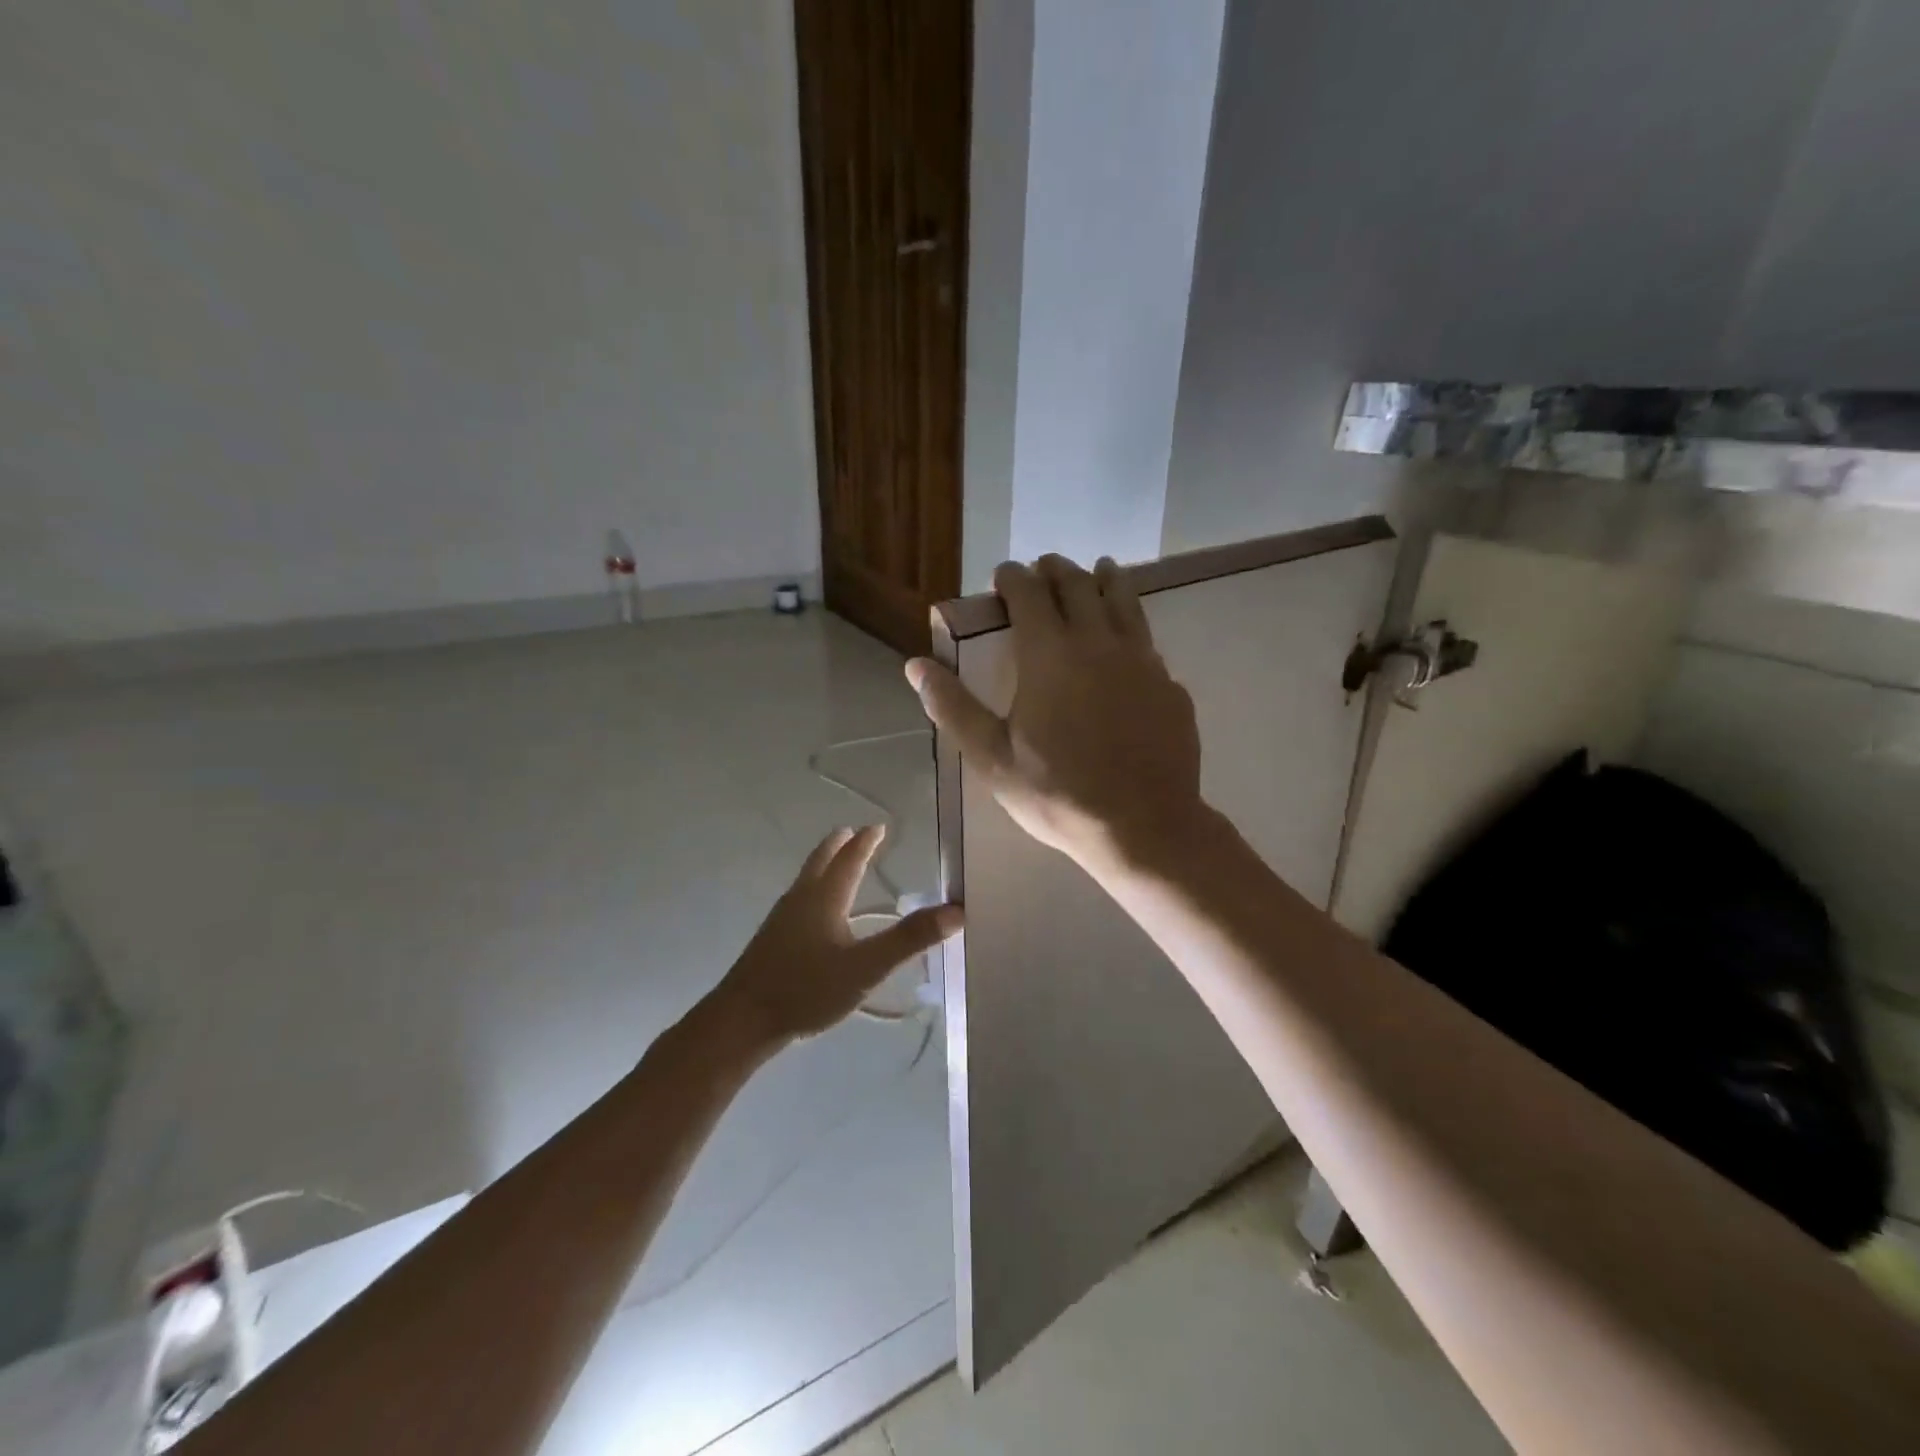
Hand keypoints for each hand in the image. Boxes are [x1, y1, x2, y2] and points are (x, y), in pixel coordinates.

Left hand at [710, 825, 961, 1045]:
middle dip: (839, 846)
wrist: (743, 1020)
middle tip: (853, 833)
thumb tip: (956, 909)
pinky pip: (800, 901)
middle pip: (821, 861)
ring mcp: (782, 919)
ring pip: (807, 880)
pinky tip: (818, 916)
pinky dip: (815, 890)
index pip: (850, 859)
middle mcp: (802, 899)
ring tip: (838, 865)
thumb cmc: (807, 988)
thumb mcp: (866, 967)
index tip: (878, 827)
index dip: (866, 842)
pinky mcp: (772, 940)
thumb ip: (910, 939)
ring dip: (825, 865)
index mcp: (825, 897)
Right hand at [906, 554, 1203, 868]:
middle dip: (1057, 570)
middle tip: (1045, 567)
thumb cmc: (1058, 794)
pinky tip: (1130, 640)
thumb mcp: (992, 758)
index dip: (1013, 577)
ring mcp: (1142, 661)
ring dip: (1105, 580)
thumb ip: (953, 706)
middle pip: (1078, 586)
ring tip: (1098, 570)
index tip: (1003, 575)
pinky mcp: (1170, 685)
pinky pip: (1148, 641)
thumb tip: (916, 665)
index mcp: (1050, 654)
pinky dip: (1132, 625)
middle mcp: (1098, 643)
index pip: (1029, 593)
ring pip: (1123, 601)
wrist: (1143, 826)